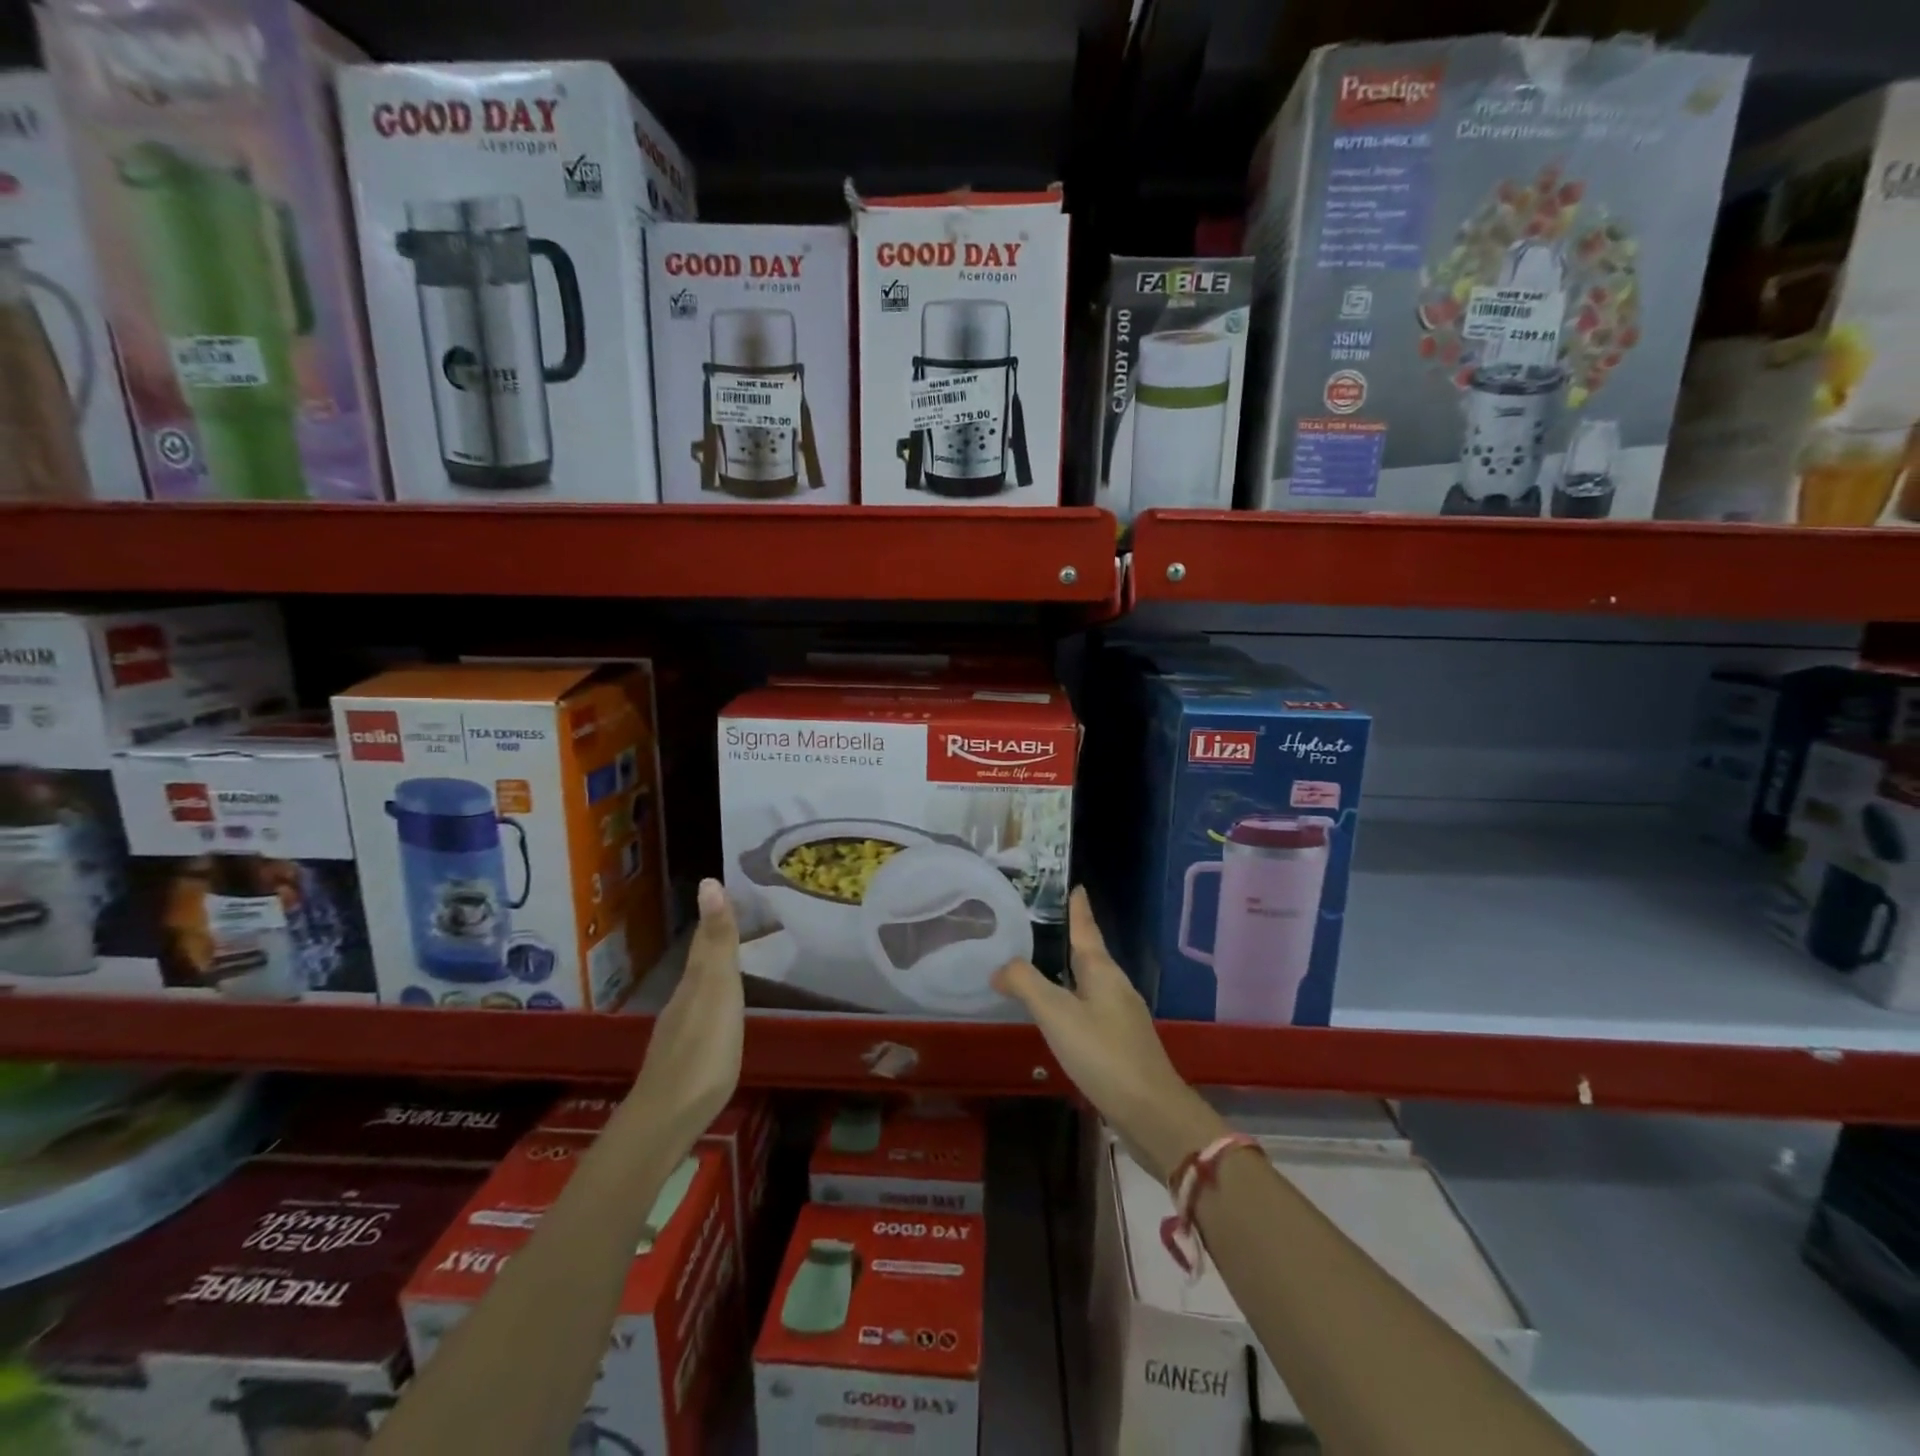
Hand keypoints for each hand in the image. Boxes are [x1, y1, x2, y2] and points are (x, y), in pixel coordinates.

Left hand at [627, 879, 744, 1146]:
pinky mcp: (682, 1060)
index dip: (718, 916)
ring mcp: (679, 1032)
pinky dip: (712, 1003)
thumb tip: (709, 882)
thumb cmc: (704, 1050)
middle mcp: (683, 1000)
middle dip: (717, 941)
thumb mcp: (718, 989)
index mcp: (695, 981)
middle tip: (741, 921)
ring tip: (735, 963)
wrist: (667, 1118)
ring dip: (714, 973)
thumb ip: (718, 941)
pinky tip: (720, 1016)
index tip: (729, 891)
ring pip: (698, 990)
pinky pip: (701, 1016)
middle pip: (701, 963)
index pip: (706, 940)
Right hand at [993, 887, 1223, 1181]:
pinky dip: (1073, 1002)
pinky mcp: (1122, 1044)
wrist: (1151, 1112)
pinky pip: (1092, 1010)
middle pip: (1090, 955)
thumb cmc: (1103, 1053)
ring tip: (1044, 967)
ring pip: (1091, 984)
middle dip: (1071, 939)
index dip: (1079, 909)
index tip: (1076, 887)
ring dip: (1070, 973)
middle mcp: (1116, 987)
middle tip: (1045, 924)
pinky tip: (1060, 1017)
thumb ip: (1026, 984)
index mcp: (1102, 972)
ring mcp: (1122, 1017)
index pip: (1086, 930)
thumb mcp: (1056, 1014)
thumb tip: (1000, 967)